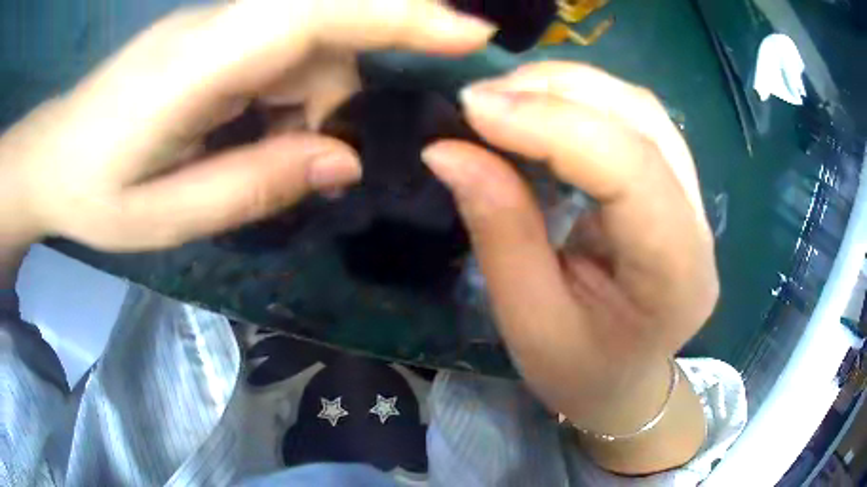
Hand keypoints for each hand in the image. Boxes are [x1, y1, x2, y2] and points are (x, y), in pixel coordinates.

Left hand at [0, 0, 493, 250]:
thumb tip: (342, 161)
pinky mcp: (214, 39)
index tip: (471, 31)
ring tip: (255, 162)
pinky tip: (246, 138)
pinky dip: (284, 102)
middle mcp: (217, 27)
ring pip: (305, 51)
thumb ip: (253, 185)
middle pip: (323, 34)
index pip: (317, 15)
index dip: (399, 14)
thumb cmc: (93, 193)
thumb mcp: (166, 215)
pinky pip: (279, 57)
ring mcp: (216, 28)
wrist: (54, 157)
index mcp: (197, 63)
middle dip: (336, 97)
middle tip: (306, 162)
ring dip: (303, 111)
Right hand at [423, 62, 716, 472]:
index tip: (472, 109)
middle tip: (481, 99)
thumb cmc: (579, 371)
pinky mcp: (674, 185)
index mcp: (676, 275)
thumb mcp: (529, 321)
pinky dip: (581, 101)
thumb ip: (500, 231)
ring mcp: (693, 198)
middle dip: (557, 91)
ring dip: (569, 87)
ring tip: (505, 98)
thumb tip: (447, 151)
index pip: (631, 170)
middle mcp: (698, 224)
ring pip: (640, 109)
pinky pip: (634, 120)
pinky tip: (539, 110)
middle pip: (643, 121)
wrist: (624, 381)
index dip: (552, 125)